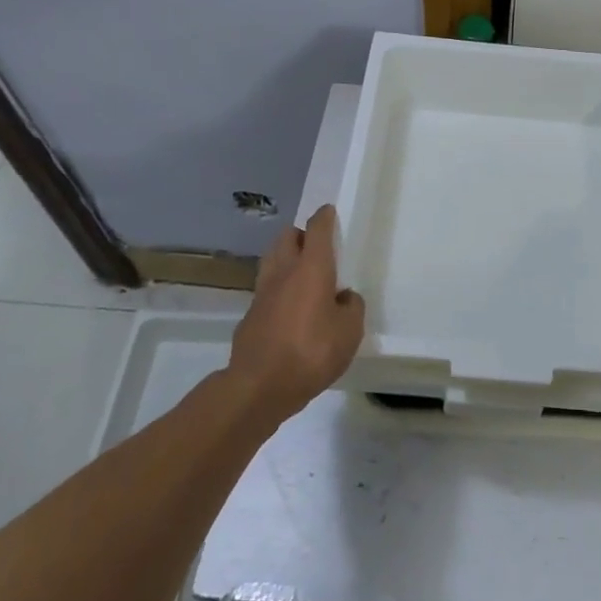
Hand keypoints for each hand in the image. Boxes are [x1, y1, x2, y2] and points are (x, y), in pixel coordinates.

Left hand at [226, 204, 365, 424]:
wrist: (258, 387)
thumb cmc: (311, 352)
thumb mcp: (349, 332)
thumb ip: (352, 307)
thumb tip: (343, 297)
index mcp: (311, 267)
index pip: (317, 228)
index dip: (324, 217)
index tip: (329, 212)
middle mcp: (284, 272)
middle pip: (287, 237)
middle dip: (300, 235)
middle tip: (315, 248)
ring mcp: (262, 294)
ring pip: (272, 260)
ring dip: (285, 259)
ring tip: (301, 275)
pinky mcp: (249, 317)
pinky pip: (265, 291)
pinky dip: (277, 291)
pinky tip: (288, 310)